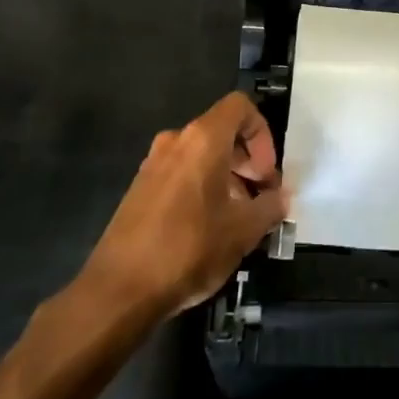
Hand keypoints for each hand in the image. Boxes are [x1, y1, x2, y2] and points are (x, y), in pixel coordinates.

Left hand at [83, 92, 288, 319]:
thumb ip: (270, 207)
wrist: (118, 291)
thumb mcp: (243, 231)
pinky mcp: (140, 189)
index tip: (267, 174)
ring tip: (239, 218)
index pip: (241, 107)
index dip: (263, 134)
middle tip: (262, 198)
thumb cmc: (188, 249)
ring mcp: (153, 164)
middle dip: (249, 160)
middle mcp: (176, 141)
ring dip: (228, 177)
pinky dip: (203, 188)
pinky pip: (182, 174)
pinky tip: (210, 229)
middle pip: (223, 132)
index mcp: (203, 140)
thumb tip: (280, 198)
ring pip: (202, 155)